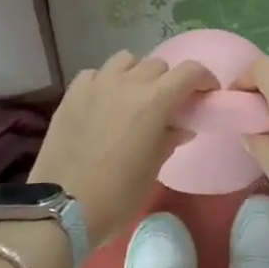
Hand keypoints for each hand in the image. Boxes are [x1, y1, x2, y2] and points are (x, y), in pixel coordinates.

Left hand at [29, 51, 216, 246]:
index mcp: (154, 101)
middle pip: (158, 65)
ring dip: (137, 73)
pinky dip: (105, 81)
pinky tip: (103, 102)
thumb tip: (181, 126)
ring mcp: (97, 84)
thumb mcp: (152, 170)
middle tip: (168, 105)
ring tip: (134, 97)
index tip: (206, 94)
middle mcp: (127, 83)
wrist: (62, 207)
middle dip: (169, 81)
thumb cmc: (116, 195)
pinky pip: (96, 73)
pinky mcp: (72, 93)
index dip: (203, 79)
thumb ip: (169, 139)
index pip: (189, 72)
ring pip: (126, 60)